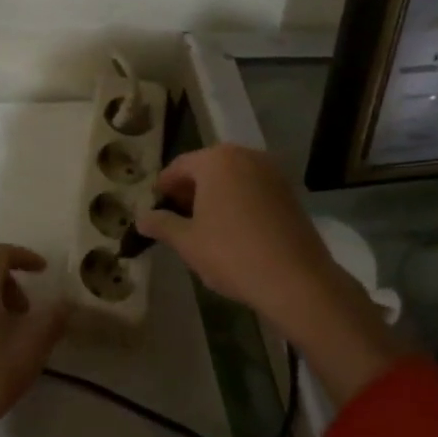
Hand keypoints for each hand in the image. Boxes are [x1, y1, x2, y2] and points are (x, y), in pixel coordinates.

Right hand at [135, 145, 400, 401]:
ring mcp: (271, 172)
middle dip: (190, 190)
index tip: (155, 208)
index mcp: (216, 160)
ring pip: (232, 178)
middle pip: (207, 168)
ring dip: (215, 196)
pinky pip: (253, 189)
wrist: (296, 280)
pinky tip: (234, 230)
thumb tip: (141, 218)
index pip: (179, 167)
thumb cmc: (232, 254)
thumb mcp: (187, 242)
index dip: (163, 188)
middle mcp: (245, 156)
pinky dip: (239, 202)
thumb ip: (161, 224)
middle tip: (177, 218)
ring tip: (204, 227)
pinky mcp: (289, 192)